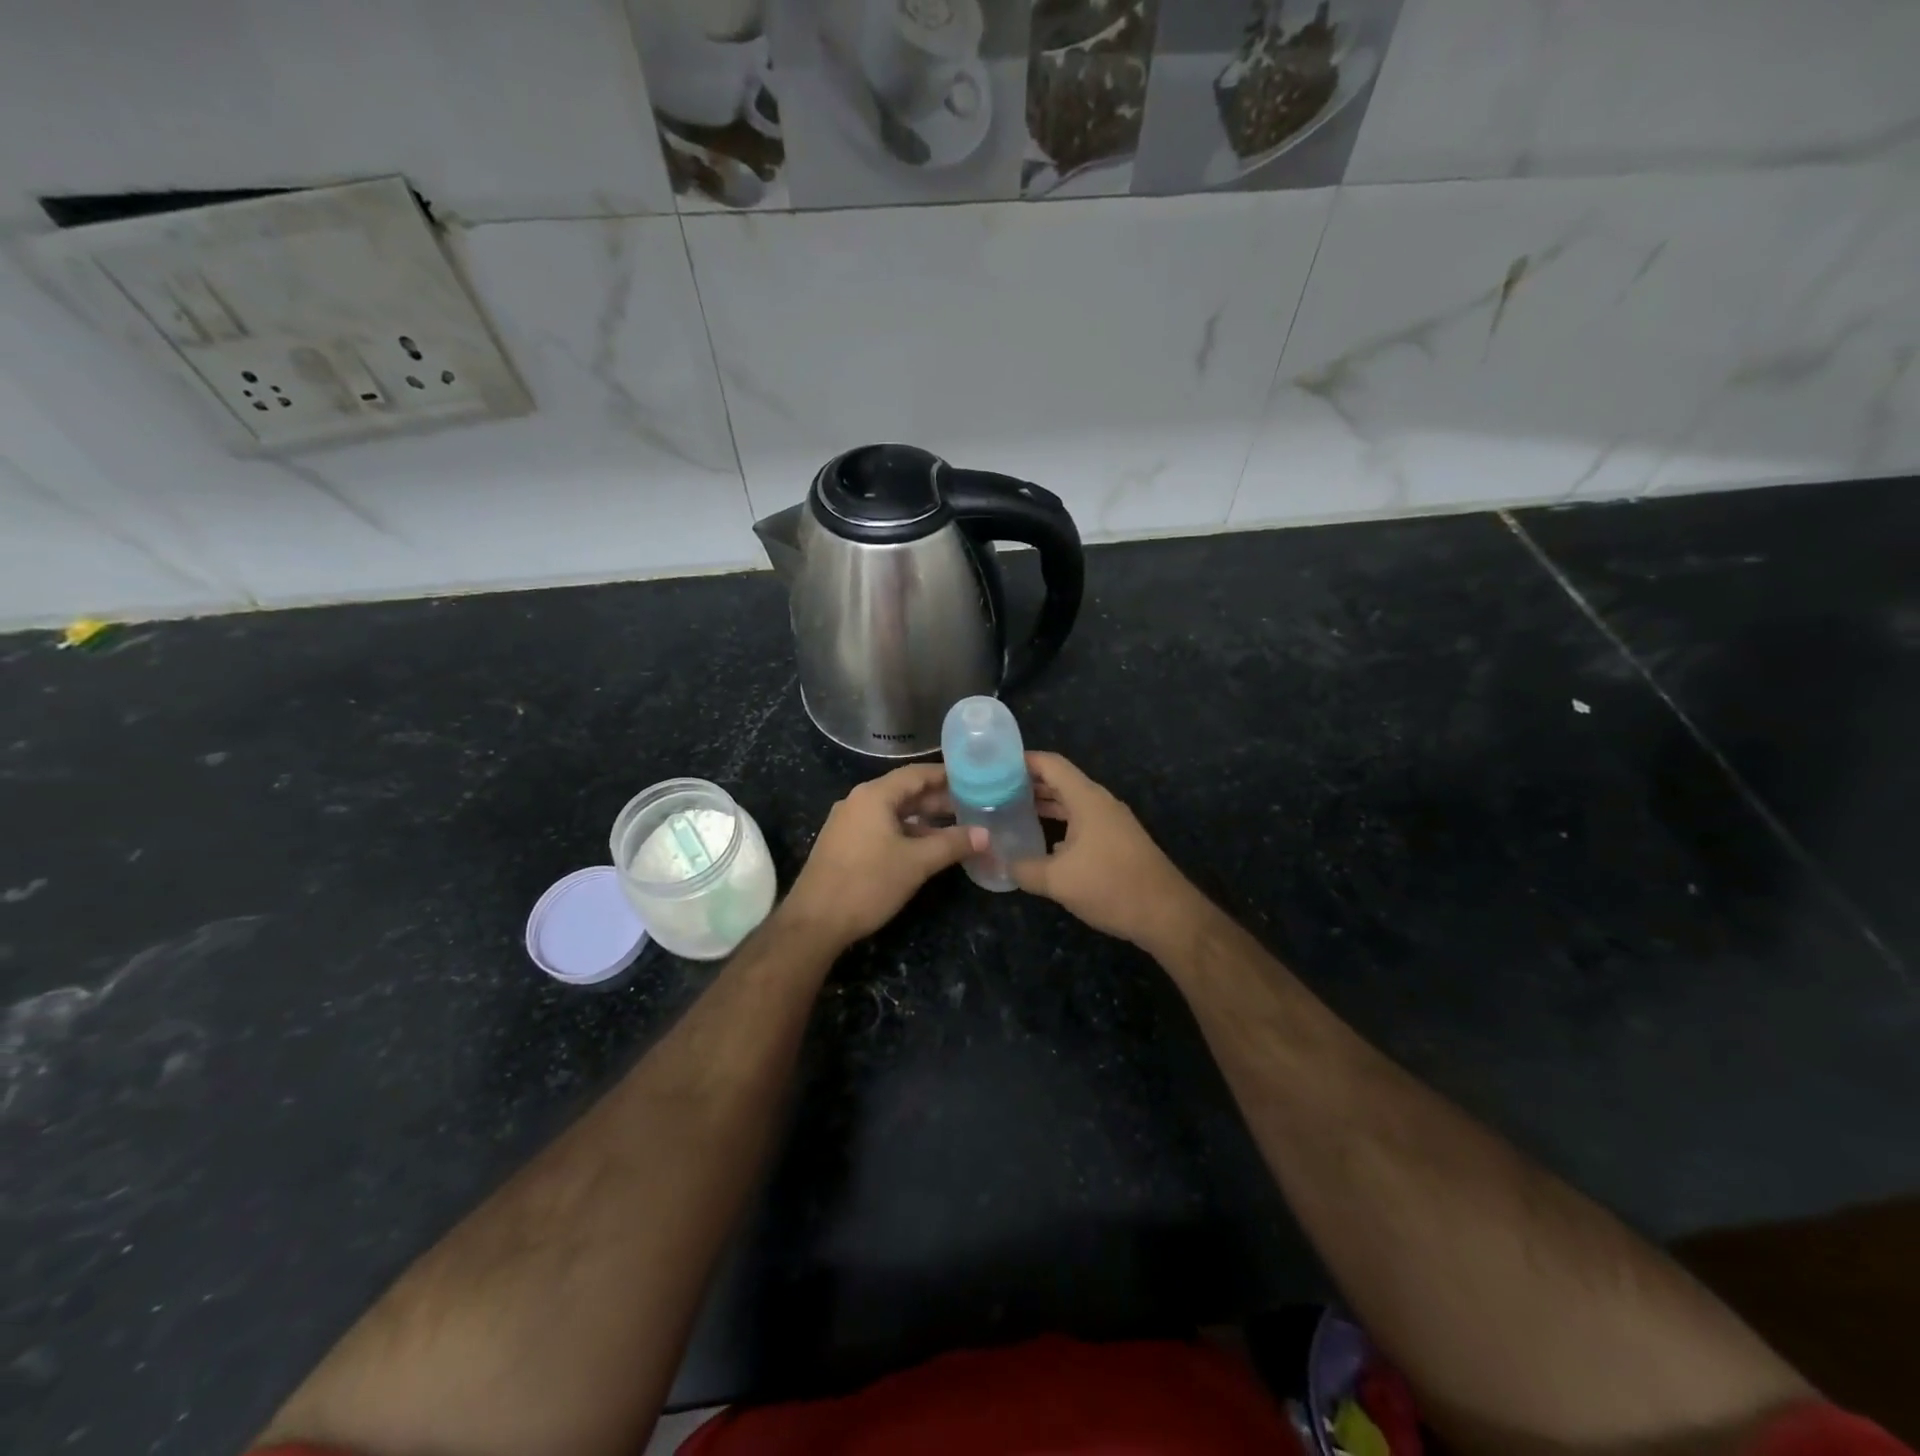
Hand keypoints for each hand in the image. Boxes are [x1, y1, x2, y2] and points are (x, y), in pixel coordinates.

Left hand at [780, 765, 986, 948]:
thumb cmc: (867, 883)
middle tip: (973, 806)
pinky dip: (907, 832)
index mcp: (874, 795)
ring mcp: (849, 823)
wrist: (814, 921)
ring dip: (924, 819)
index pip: (917, 774)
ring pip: (894, 813)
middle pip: (905, 792)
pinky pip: (882, 828)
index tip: (974, 778)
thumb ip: (952, 844)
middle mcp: (859, 801)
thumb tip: (986, 834)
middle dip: (939, 800)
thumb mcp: (916, 863)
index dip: (946, 775)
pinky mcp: (845, 844)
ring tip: (957, 827)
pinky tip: (927, 847)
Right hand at [1013, 752, 1205, 950]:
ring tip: (1011, 812)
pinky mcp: (1117, 841)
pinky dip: (1059, 823)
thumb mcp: (1058, 880)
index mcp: (1086, 799)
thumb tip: (1002, 863)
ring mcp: (1111, 822)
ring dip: (1044, 804)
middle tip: (994, 791)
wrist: (1166, 914)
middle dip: (1028, 783)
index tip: (993, 766)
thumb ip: (1024, 869)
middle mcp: (1100, 803)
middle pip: (1060, 781)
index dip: (1021, 760)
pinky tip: (1042, 842)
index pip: (1050, 764)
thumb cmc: (1111, 886)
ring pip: (1071, 803)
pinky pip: (1082, 822)